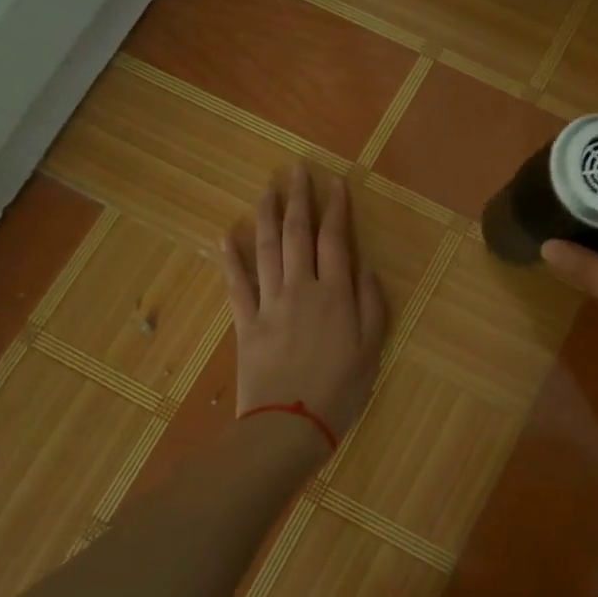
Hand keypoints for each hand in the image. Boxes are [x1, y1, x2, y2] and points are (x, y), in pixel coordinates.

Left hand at [222, 165, 387, 446]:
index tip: (335, 183)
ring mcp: (269, 303)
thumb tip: (365, 268)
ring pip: (264, 249)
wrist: (289, 426)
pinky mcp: (245, 322)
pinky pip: (236, 283)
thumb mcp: (372, 349)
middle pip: (296, 234)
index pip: (335, 240)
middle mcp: (301, 288)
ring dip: (265, 216)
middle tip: (296, 170)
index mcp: (335, 294)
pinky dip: (230, 258)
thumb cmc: (340, 390)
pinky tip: (226, 236)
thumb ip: (371, 304)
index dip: (336, 209)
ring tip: (266, 189)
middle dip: (298, 199)